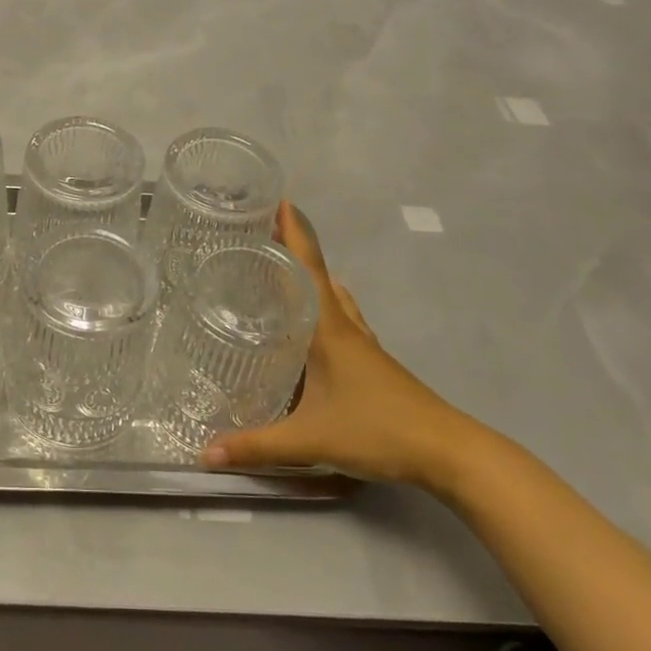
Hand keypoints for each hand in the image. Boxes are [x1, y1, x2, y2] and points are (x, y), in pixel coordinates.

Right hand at [203, 202, 488, 490]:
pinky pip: (342, 318)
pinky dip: (324, 305)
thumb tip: (203, 452)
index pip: (308, 267)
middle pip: (318, 273)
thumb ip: (256, 446)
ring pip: (333, 296)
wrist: (447, 451)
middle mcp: (346, 326)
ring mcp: (364, 343)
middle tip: (259, 235)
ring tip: (280, 273)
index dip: (293, 232)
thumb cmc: (378, 430)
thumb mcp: (311, 439)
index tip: (277, 198)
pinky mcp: (373, 362)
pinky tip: (313, 324)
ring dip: (310, 277)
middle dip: (292, 249)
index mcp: (329, 328)